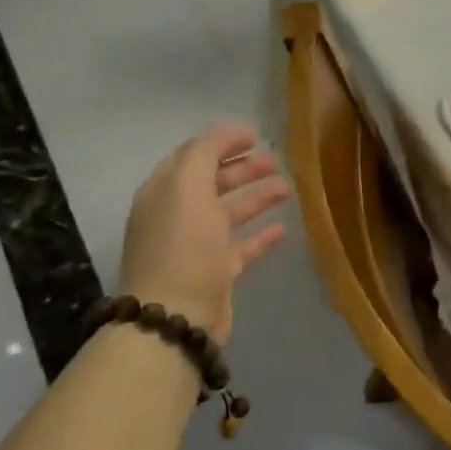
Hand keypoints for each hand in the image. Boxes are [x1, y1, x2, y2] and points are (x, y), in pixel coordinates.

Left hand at [120, 123, 291, 341]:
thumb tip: (225, 133)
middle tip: (274, 161)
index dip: (221, 142)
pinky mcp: (216, 273)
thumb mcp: (188, 188)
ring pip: (229, 213)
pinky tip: (282, 229)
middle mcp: (177, 216)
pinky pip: (241, 247)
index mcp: (164, 192)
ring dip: (256, 198)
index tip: (254, 136)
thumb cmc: (183, 246)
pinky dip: (260, 236)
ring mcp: (196, 246)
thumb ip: (204, 153)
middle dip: (241, 169)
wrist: (177, 316)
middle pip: (212, 183)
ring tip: (286, 188)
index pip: (191, 156)